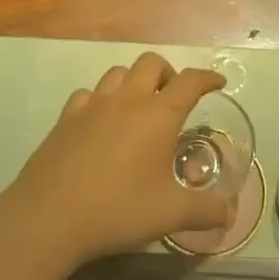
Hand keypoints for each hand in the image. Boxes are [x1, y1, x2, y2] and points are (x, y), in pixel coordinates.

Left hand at [7, 52, 231, 266]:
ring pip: (118, 72)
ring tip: (138, 107)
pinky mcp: (66, 118)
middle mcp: (127, 99)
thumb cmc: (117, 209)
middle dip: (168, 73)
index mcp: (158, 115)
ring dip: (134, 81)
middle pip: (152, 63)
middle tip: (174, 99)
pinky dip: (100, 100)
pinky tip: (100, 122)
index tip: (218, 82)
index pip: (190, 81)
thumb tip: (229, 215)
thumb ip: (204, 211)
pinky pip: (88, 94)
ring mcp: (93, 105)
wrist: (49, 216)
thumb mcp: (170, 215)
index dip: (207, 78)